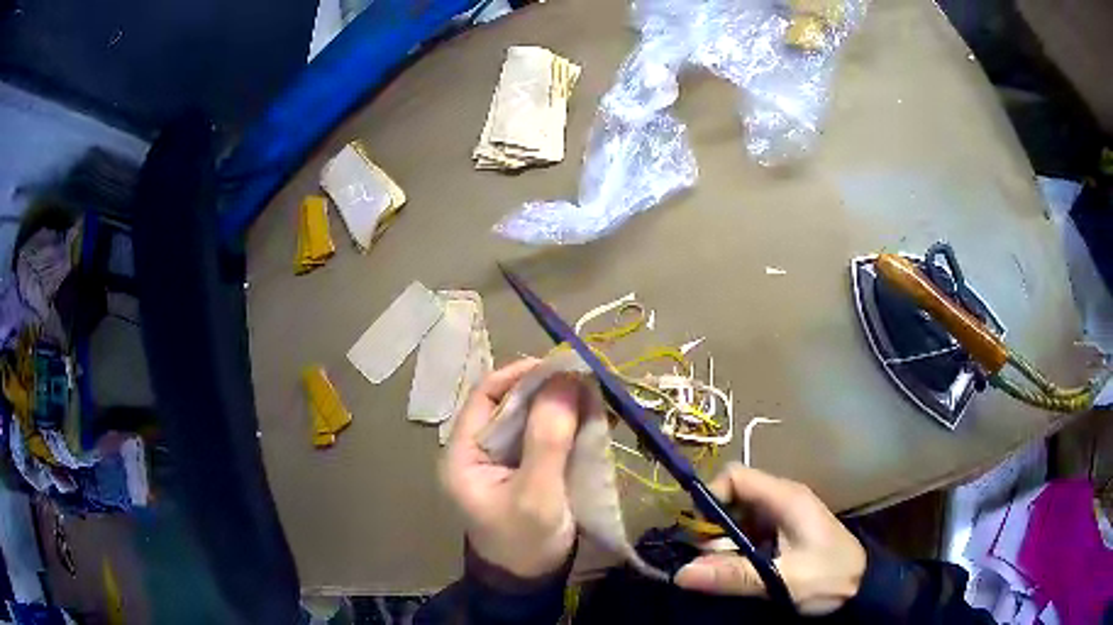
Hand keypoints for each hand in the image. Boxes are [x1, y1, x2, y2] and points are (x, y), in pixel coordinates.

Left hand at [440, 359, 580, 578]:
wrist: (530, 583)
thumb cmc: (525, 543)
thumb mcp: (537, 494)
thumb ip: (548, 440)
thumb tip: (566, 380)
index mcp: (463, 454)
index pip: (485, 397)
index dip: (521, 375)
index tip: (561, 364)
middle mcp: (477, 450)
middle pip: (509, 404)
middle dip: (547, 390)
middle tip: (587, 379)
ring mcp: (501, 460)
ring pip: (529, 417)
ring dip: (561, 405)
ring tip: (595, 396)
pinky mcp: (524, 469)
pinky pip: (544, 436)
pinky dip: (567, 425)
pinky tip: (592, 419)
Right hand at [675, 463, 865, 614]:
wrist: (863, 587)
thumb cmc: (828, 577)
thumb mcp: (780, 579)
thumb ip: (733, 576)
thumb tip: (681, 573)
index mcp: (785, 498)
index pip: (736, 477)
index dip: (711, 497)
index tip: (700, 532)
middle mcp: (781, 501)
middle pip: (733, 500)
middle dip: (714, 530)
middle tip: (709, 563)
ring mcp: (783, 518)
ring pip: (739, 520)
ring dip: (724, 546)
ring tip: (724, 574)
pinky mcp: (783, 535)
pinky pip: (749, 535)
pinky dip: (737, 552)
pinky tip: (739, 574)